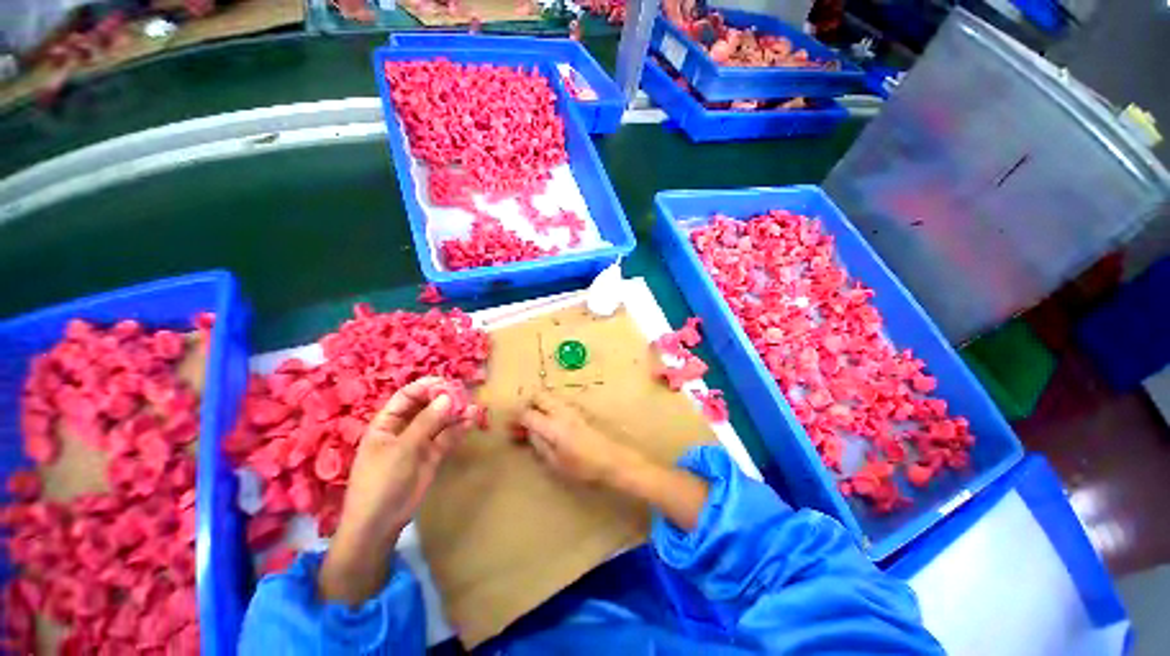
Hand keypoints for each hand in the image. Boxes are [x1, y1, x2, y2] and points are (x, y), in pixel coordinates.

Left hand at [320, 377, 471, 603]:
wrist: (380, 522)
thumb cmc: (381, 480)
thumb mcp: (402, 448)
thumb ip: (426, 422)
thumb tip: (447, 397)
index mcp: (387, 423)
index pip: (406, 397)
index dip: (425, 388)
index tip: (446, 383)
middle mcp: (404, 429)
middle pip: (426, 407)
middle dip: (444, 399)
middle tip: (464, 395)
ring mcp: (420, 442)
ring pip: (440, 421)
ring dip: (456, 413)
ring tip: (473, 406)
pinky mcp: (433, 455)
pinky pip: (447, 437)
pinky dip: (459, 428)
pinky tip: (471, 420)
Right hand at [518, 393, 643, 485]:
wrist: (613, 459)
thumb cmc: (584, 467)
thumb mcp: (556, 463)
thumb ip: (539, 445)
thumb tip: (528, 432)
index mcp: (553, 426)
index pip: (527, 413)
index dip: (516, 419)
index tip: (510, 427)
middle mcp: (561, 411)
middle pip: (538, 395)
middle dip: (526, 404)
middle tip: (522, 420)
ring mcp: (572, 407)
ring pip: (549, 396)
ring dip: (538, 404)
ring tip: (535, 422)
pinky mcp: (581, 409)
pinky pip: (559, 401)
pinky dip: (549, 407)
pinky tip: (551, 422)